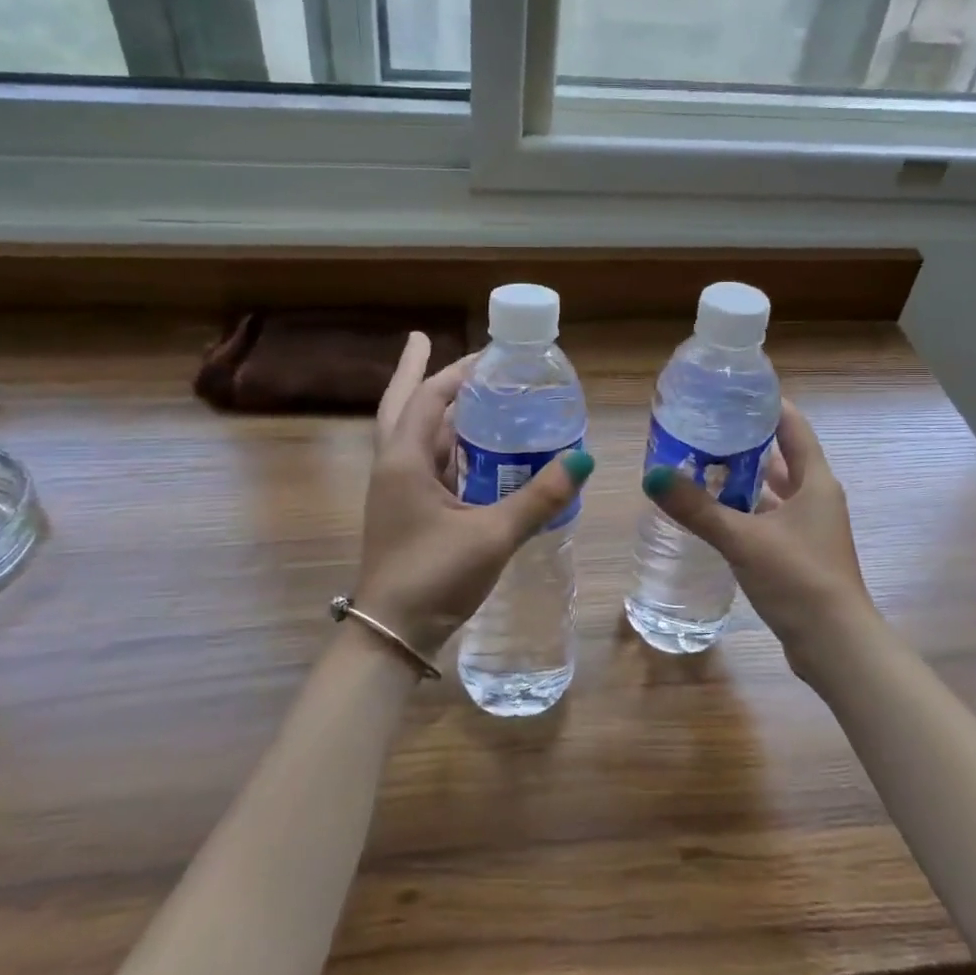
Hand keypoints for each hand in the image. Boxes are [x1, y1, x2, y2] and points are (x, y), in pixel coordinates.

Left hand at [351, 333, 594, 663]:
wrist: (393, 635)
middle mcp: (393, 466)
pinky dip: (445, 443)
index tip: (489, 353)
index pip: (427, 398)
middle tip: (423, 338)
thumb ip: (538, 498)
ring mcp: (396, 490)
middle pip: (401, 404)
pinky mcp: (406, 510)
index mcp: (404, 461)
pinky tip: (471, 446)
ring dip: (433, 408)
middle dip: (414, 371)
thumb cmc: (434, 577)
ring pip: (412, 433)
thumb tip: (582, 461)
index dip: (457, 371)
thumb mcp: (493, 535)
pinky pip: (425, 462)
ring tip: (464, 388)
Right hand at [642, 399, 876, 676]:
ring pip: (773, 490)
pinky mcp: (799, 554)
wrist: (835, 645)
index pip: (792, 426)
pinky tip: (714, 512)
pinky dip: (744, 510)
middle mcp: (817, 497)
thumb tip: (652, 476)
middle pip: (781, 456)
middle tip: (704, 428)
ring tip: (701, 464)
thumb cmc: (798, 579)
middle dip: (745, 442)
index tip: (731, 391)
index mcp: (815, 481)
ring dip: (742, 478)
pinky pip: (768, 518)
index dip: (766, 405)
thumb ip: (697, 508)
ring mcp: (809, 527)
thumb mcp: (743, 539)